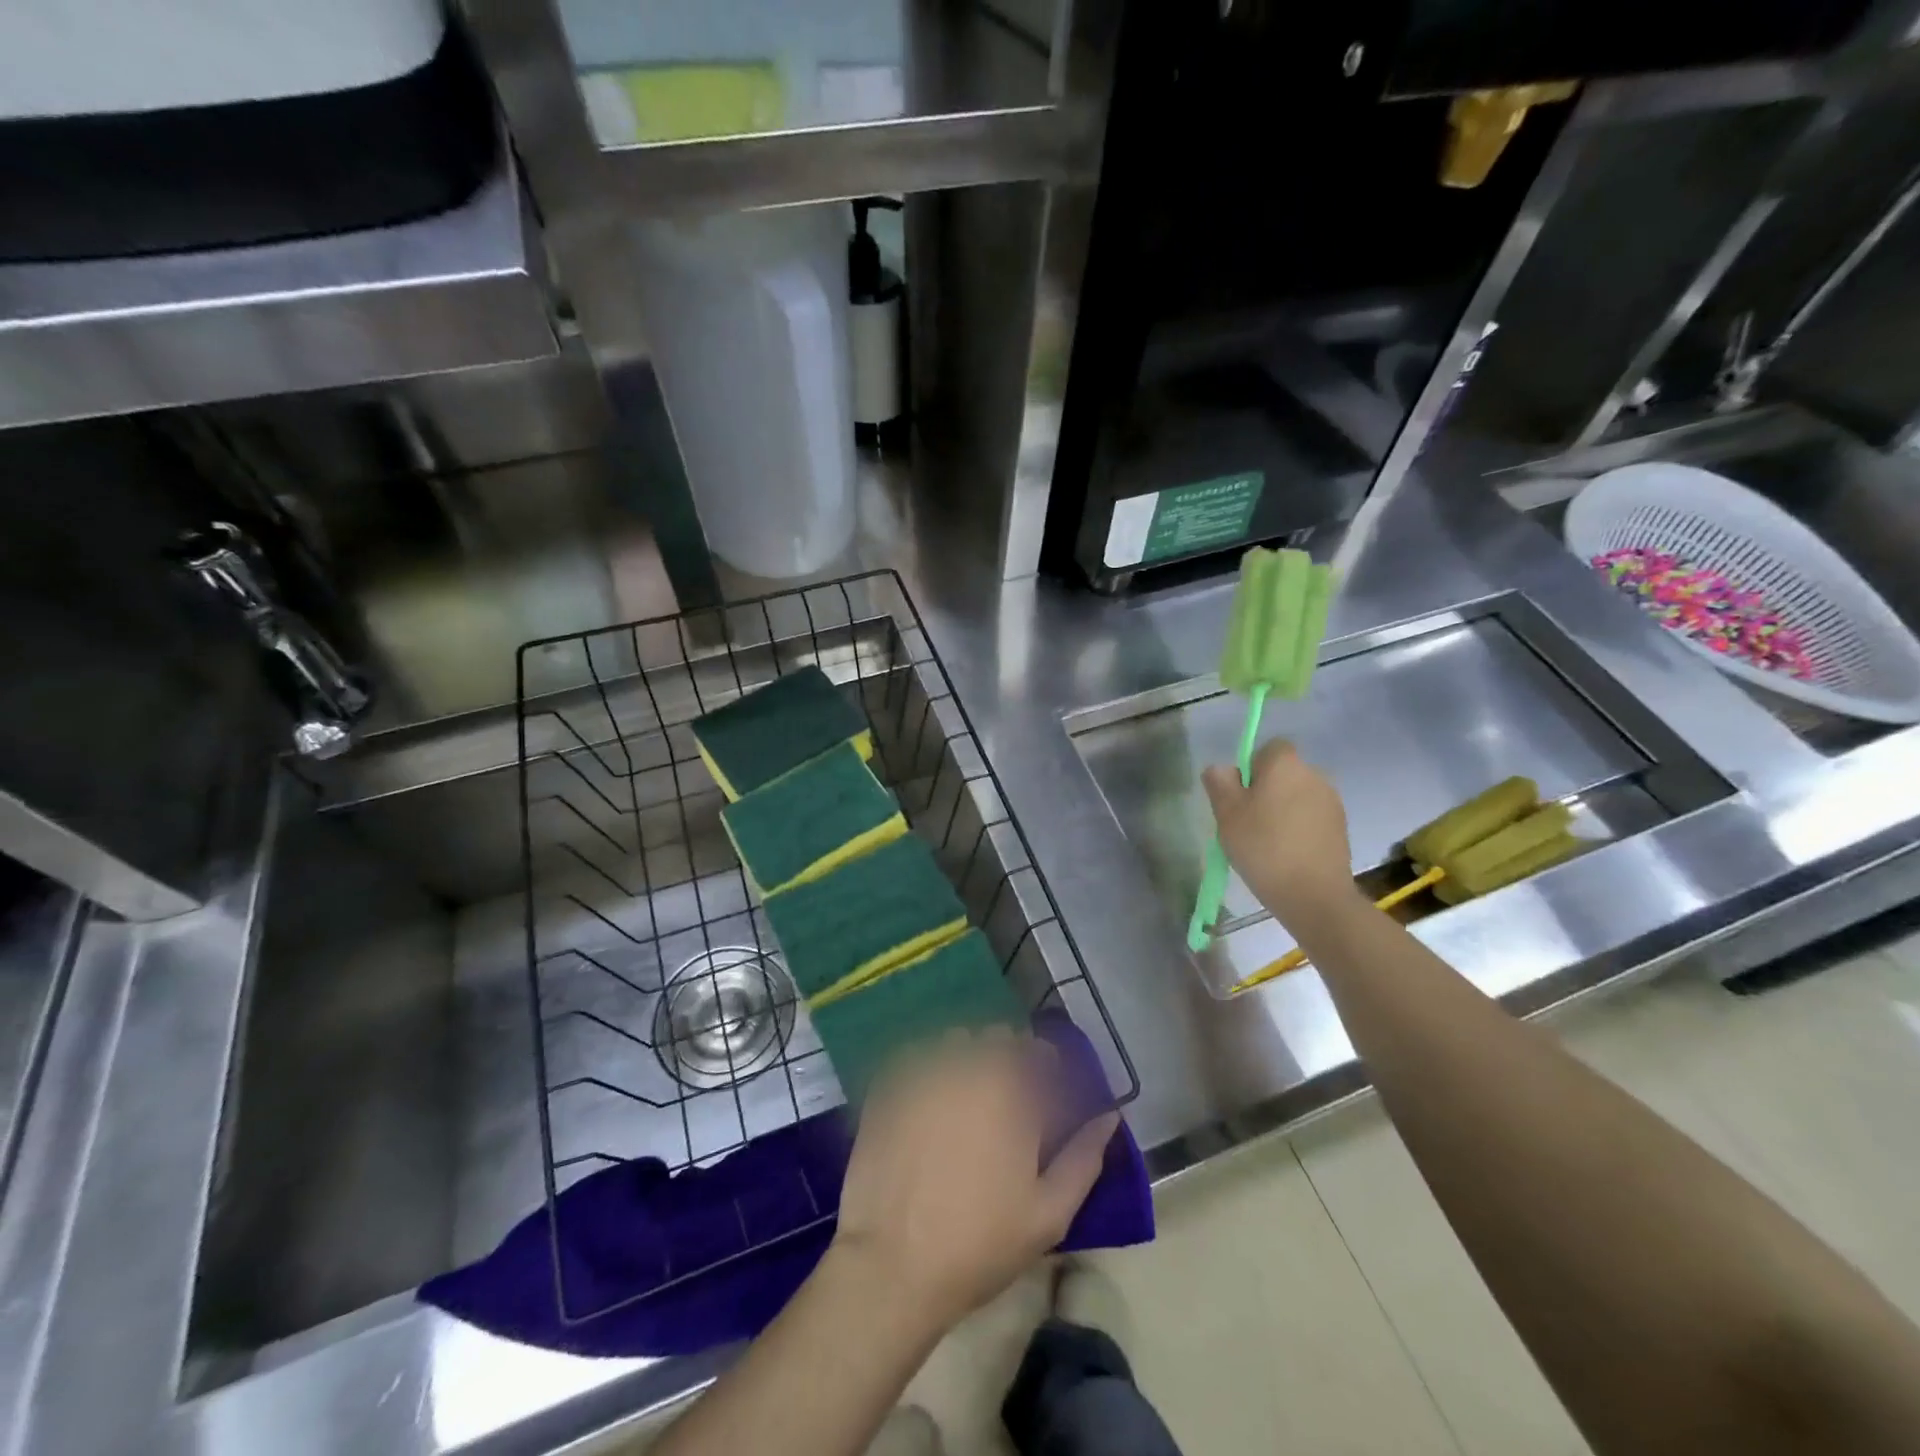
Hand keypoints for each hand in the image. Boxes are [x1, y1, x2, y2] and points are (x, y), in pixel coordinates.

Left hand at [831, 1029, 1119, 1333]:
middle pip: (994, 1036)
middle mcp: (967, 1067)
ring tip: (962, 1095)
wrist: (893, 1264)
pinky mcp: (886, 1085)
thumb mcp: (1049, 1213)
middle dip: (1005, 1056)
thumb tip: (1109, 1117)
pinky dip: (925, 1068)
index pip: (1036, 1049)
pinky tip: (925, 1102)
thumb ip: (1084, 1157)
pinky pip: (913, 1056)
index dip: (1043, 1064)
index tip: (1043, 1090)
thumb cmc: (980, 1242)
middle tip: (1004, 1096)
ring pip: (952, 1040)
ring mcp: (922, 1071)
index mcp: (1011, 1091)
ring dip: (964, 1056)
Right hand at [1203, 738, 1360, 927]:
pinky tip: (1288, 854)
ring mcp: (1332, 801)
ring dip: (1284, 810)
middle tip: (1247, 822)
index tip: (1240, 796)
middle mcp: (1314, 774)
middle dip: (1267, 790)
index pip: (1269, 748)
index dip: (1252, 767)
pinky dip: (1299, 828)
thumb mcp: (1226, 814)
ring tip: (1268, 842)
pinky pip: (1312, 817)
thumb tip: (1221, 768)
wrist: (1313, 894)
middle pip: (1284, 773)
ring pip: (1298, 796)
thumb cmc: (1263, 847)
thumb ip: (1220, 783)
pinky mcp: (1341, 827)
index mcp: (1285, 764)